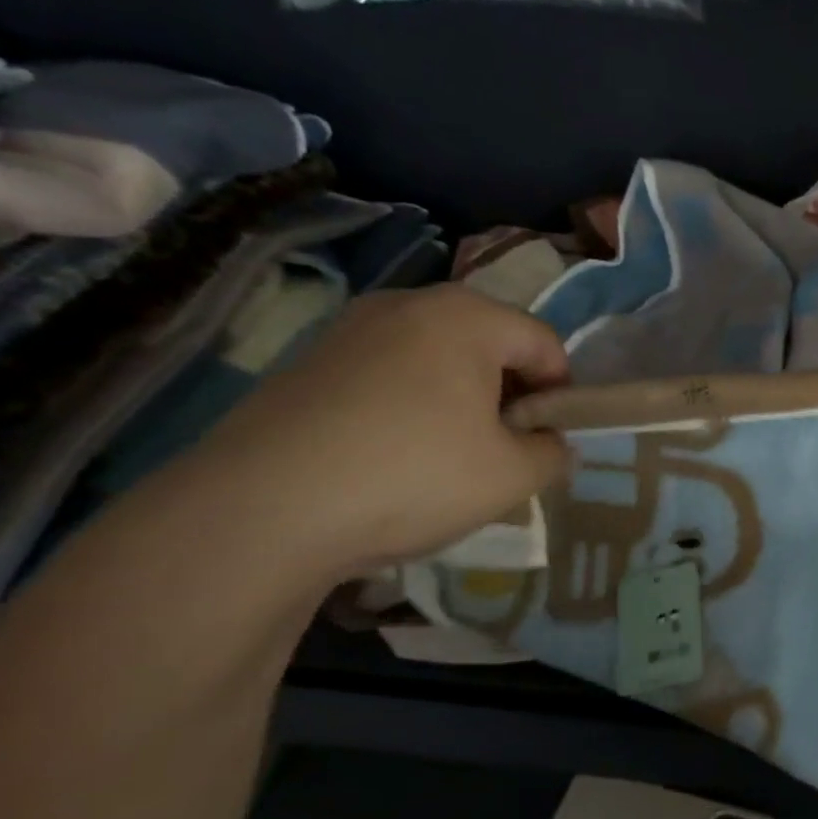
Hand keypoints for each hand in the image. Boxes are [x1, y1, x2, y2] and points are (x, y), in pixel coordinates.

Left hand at [183, 285, 570, 582]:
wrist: (258, 513)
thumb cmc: (412, 477)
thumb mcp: (514, 476)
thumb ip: (554, 452)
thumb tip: (548, 442)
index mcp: (467, 316)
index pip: (545, 343)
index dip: (560, 393)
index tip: (546, 440)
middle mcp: (408, 305)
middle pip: (490, 343)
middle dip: (509, 393)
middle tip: (503, 449)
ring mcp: (349, 330)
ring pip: (437, 358)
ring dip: (461, 399)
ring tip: (448, 456)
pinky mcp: (306, 362)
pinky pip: (388, 374)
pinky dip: (410, 405)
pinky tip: (393, 457)